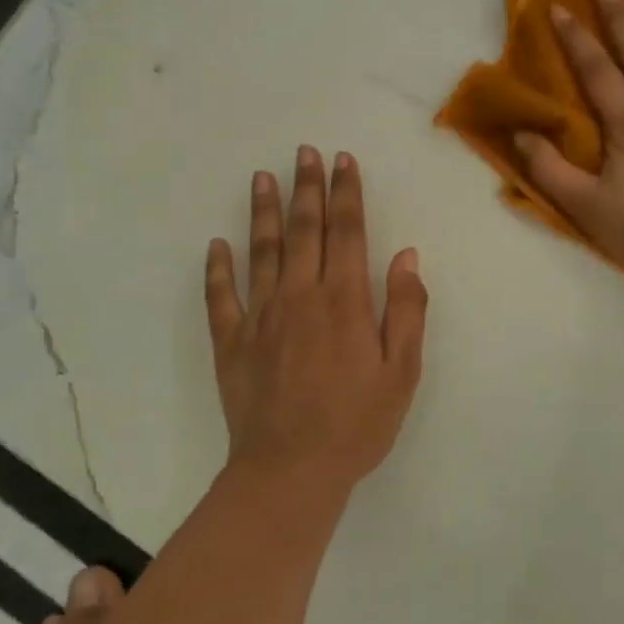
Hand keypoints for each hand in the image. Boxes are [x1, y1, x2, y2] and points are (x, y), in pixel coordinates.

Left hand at [205, 147, 427, 491]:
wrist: (291, 471)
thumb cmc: (357, 423)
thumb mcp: (401, 371)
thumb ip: (406, 309)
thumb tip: (406, 256)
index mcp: (345, 300)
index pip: (347, 231)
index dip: (346, 192)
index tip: (343, 160)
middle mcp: (300, 295)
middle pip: (304, 230)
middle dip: (306, 187)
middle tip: (304, 152)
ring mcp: (260, 316)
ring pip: (261, 251)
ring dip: (263, 212)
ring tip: (262, 177)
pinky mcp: (231, 342)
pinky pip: (221, 297)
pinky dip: (217, 269)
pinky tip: (216, 245)